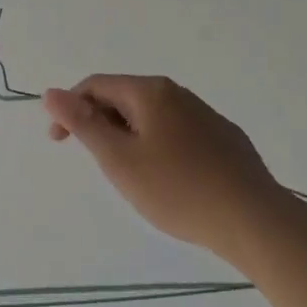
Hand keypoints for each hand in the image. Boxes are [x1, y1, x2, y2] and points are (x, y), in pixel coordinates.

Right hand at [44, 75, 284, 256]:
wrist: (254, 221)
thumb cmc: (177, 189)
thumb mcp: (119, 159)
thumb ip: (83, 123)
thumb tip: (51, 92)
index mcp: (149, 92)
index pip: (95, 85)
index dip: (70, 109)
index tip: (59, 143)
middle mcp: (177, 93)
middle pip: (124, 97)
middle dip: (100, 122)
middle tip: (96, 162)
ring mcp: (205, 114)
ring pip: (151, 116)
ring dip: (128, 135)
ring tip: (129, 173)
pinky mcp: (224, 138)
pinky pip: (177, 131)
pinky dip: (157, 145)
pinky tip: (168, 178)